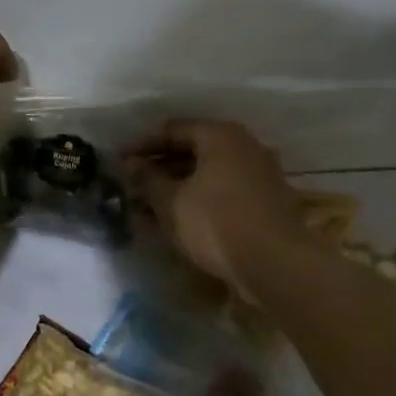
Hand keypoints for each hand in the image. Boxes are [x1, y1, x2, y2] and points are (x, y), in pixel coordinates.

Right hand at [124, 120, 305, 295]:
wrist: (277, 265)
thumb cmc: (217, 223)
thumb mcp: (171, 201)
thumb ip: (148, 179)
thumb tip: (131, 165)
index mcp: (221, 136)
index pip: (172, 130)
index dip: (142, 145)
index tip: (119, 162)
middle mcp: (244, 146)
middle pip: (193, 149)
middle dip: (159, 167)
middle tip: (133, 186)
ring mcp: (260, 174)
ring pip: (208, 173)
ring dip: (177, 186)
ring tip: (149, 207)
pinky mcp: (267, 201)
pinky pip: (223, 191)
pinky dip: (198, 199)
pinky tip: (178, 219)